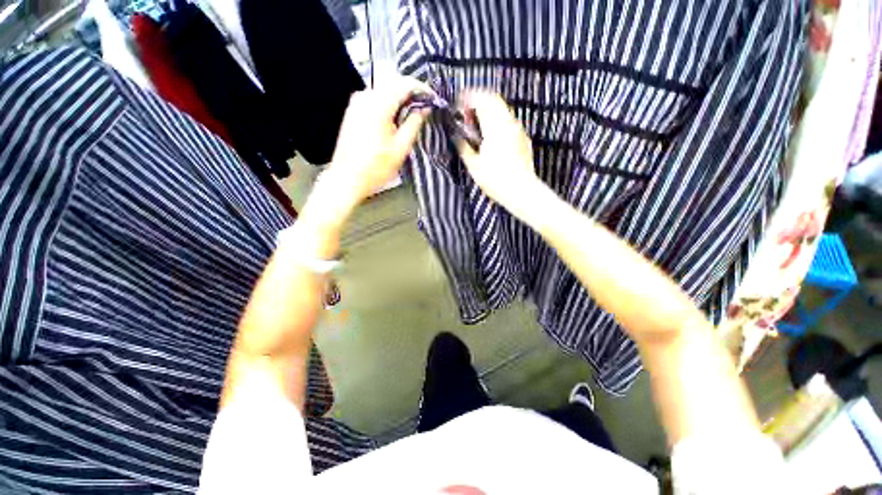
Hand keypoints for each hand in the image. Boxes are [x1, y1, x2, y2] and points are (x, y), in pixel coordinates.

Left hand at [312, 77, 431, 224]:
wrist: (347, 178)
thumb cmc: (375, 167)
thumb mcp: (401, 147)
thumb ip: (414, 124)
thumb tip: (424, 109)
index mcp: (378, 105)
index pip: (404, 84)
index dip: (422, 88)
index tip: (432, 98)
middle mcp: (365, 97)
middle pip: (393, 84)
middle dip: (411, 93)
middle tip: (425, 107)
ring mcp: (356, 103)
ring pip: (384, 91)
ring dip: (399, 99)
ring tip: (412, 114)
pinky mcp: (353, 111)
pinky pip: (375, 99)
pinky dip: (388, 105)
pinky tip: (395, 119)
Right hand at [456, 92, 542, 216]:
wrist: (521, 190)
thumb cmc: (495, 179)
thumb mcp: (474, 165)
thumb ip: (463, 146)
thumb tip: (455, 135)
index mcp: (495, 126)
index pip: (482, 99)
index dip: (468, 97)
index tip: (458, 104)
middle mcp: (509, 122)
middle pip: (494, 99)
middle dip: (478, 101)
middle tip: (467, 114)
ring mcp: (518, 129)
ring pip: (503, 109)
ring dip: (488, 110)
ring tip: (477, 126)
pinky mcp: (523, 137)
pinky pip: (509, 120)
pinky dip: (497, 120)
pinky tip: (491, 135)